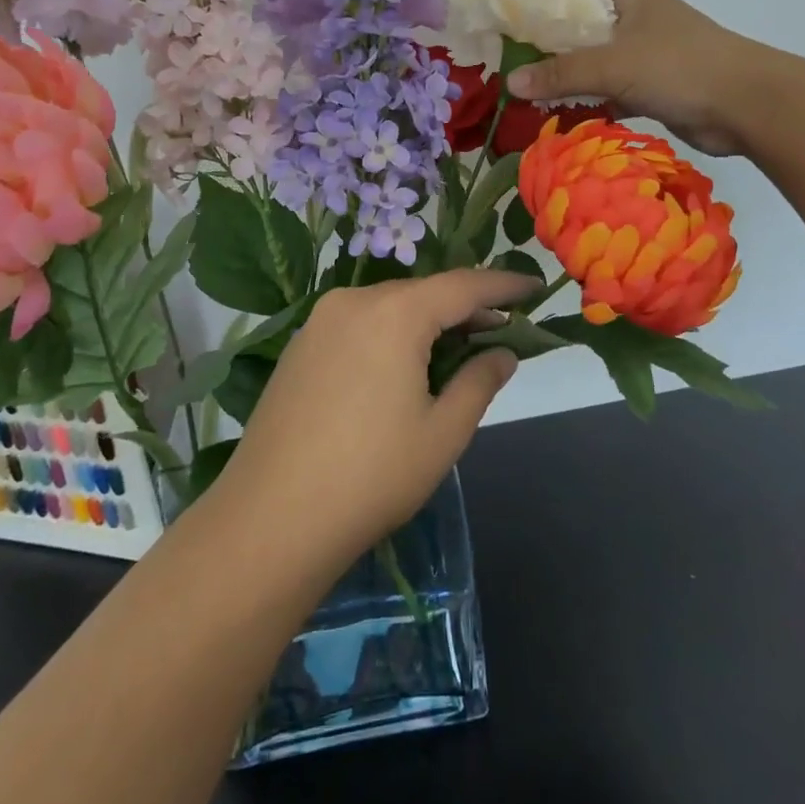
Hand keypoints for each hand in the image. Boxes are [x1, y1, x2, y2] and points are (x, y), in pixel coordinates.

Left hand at [213, 270, 536, 569]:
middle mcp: (354, 301)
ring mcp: (320, 321)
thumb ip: (479, 382)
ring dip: (427, 322)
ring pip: (390, 307)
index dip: (503, 285)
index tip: (534, 286)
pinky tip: (403, 366)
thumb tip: (503, 352)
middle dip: (464, 308)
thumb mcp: (443, 433)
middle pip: (424, 293)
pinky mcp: (300, 346)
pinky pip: (360, 324)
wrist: (270, 518)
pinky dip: (392, 333)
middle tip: (501, 331)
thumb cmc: (370, 476)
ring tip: (457, 351)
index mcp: (394, 313)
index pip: (464, 285)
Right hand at [506, 0, 766, 156]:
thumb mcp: (614, 65)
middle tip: (520, 41)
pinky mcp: (658, 87)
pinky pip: (614, 87)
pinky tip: (567, 111)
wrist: (747, 106)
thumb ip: (562, 74)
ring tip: (534, 79)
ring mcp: (652, 54)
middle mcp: (642, 18)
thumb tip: (511, 82)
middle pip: (591, 11)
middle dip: (556, 24)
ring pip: (602, 53)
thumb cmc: (680, 67)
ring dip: (572, 65)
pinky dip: (592, 97)